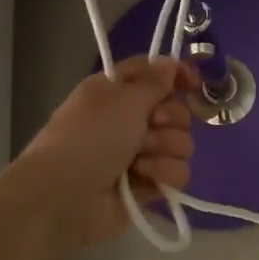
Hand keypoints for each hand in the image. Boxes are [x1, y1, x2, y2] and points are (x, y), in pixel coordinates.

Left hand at [19, 58, 197, 245]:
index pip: (155, 74)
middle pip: (176, 111)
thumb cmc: (90, 137)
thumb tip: (171, 63)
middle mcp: (130, 120)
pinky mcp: (148, 185)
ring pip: (181, 144)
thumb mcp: (122, 98)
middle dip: (171, 118)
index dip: (176, 75)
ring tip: (139, 160)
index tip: (193, 83)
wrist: (65, 197)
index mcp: (117, 92)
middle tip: (152, 124)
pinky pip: (177, 173)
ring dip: (164, 149)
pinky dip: (163, 174)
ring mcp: (140, 155)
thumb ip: (154, 81)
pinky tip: (143, 178)